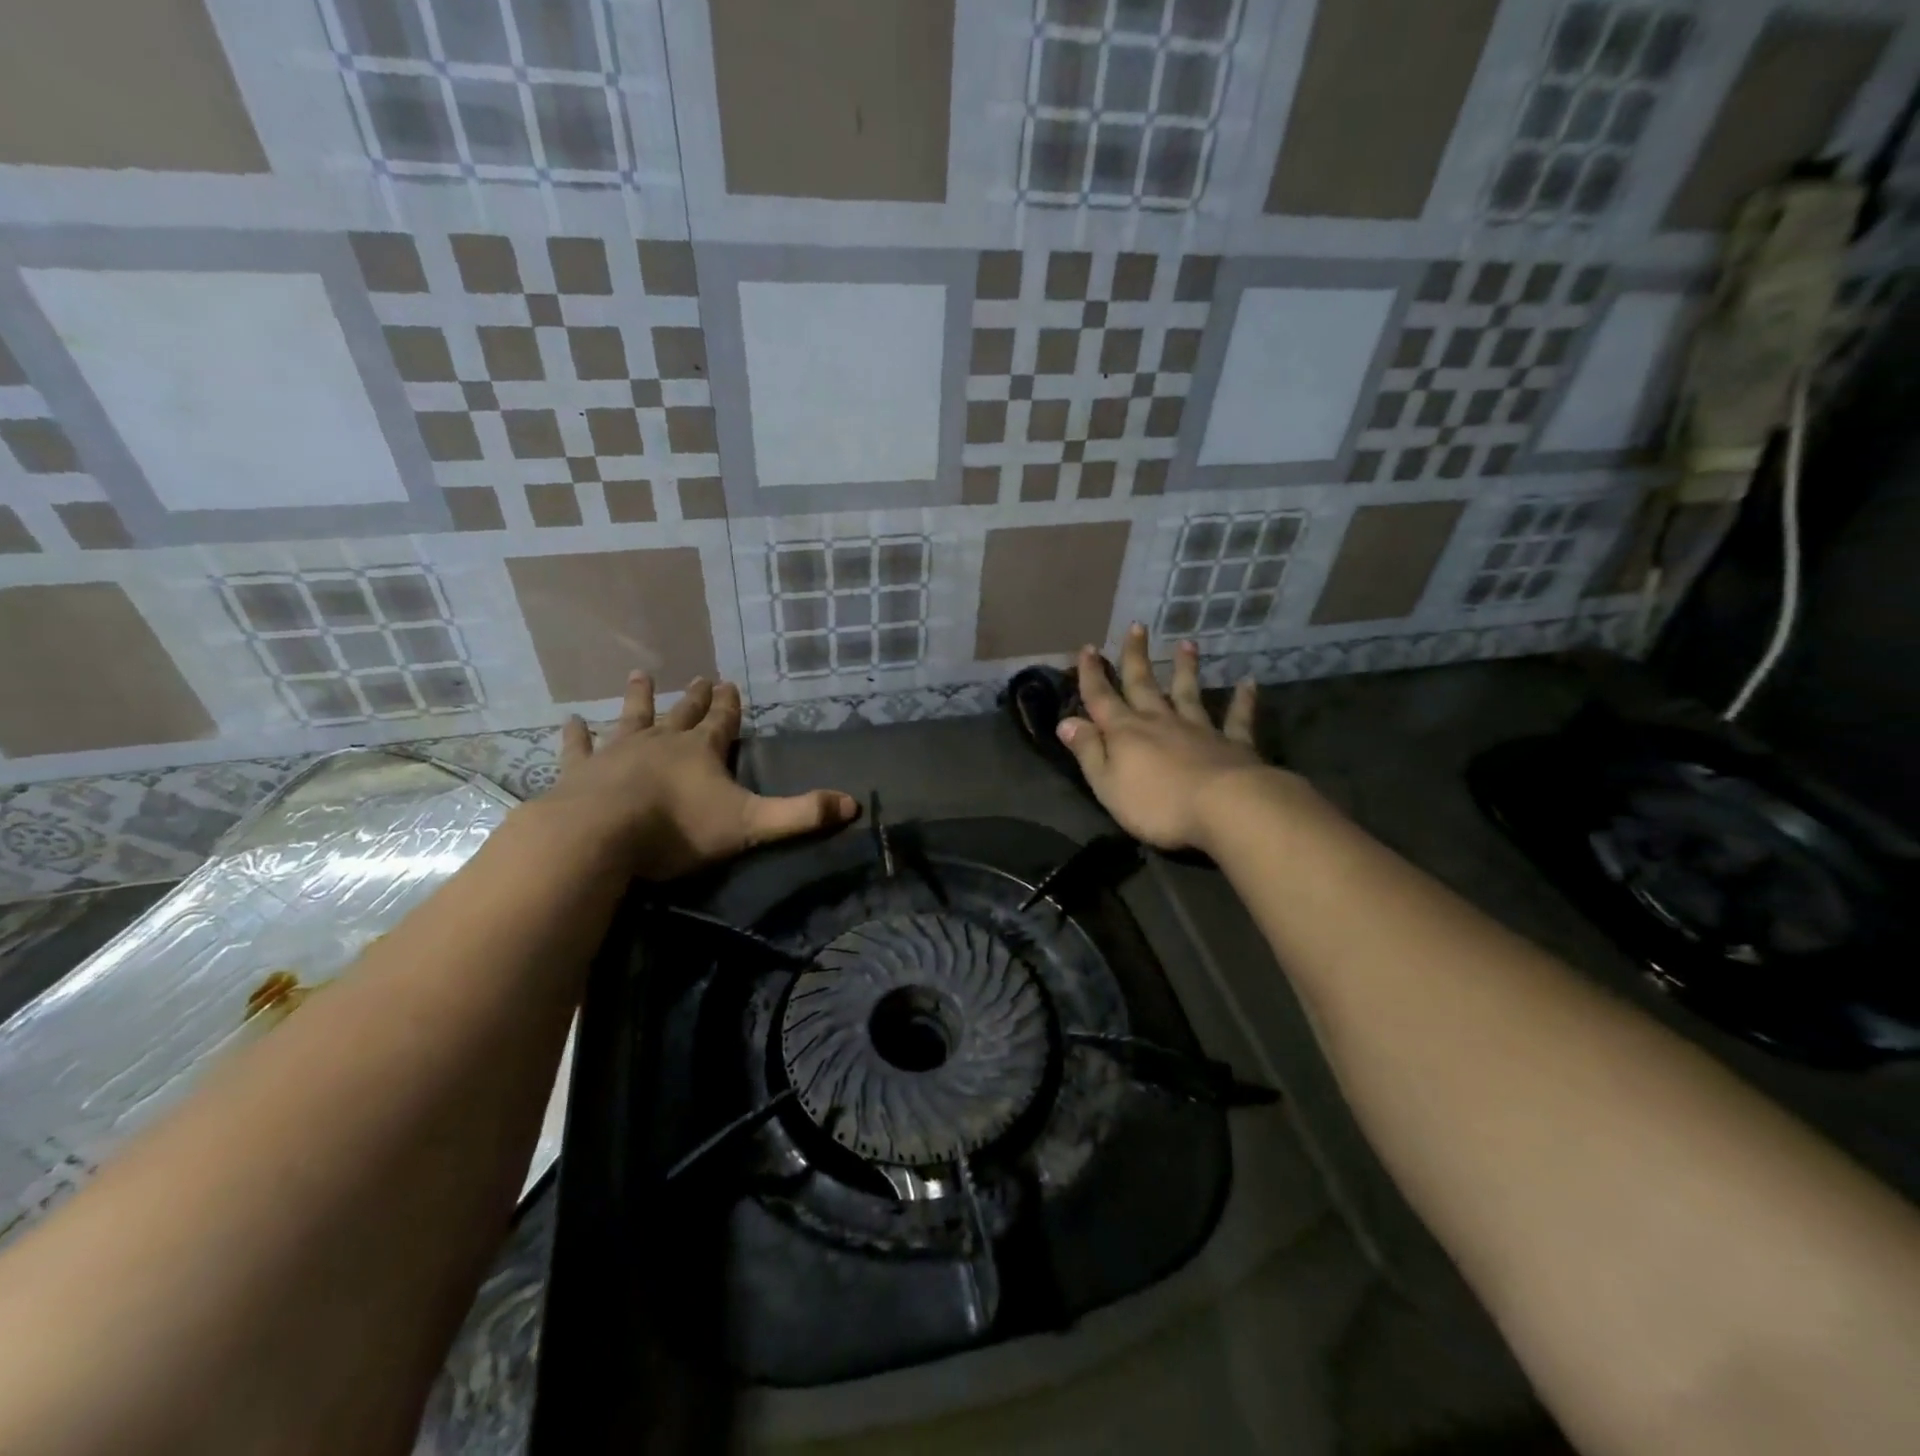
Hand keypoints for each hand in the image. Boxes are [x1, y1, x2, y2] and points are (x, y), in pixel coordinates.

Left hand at [531, 672, 858, 879]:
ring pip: (632, 718)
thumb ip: (801, 815)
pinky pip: (580, 748)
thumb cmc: (679, 829)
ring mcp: (618, 752)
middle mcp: (662, 742)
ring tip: (639, 675)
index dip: (730, 705)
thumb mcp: (751, 824)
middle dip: (696, 698)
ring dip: (639, 698)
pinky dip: (576, 735)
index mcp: (702, 751)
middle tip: (702, 676)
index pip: (723, 722)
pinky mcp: (582, 772)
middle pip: (683, 713)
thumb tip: (853, 804)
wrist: (601, 836)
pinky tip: (570, 720)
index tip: (731, 682)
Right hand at [1056, 624, 1282, 851]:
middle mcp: (1160, 721)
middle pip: (1143, 684)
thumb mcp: (1107, 784)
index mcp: (1126, 732)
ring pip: (1188, 692)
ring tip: (1187, 643)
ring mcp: (1198, 729)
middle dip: (1135, 656)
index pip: (1101, 698)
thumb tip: (1066, 721)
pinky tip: (1249, 683)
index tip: (1087, 648)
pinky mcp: (1233, 744)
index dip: (1092, 675)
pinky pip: (1237, 718)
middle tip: (1136, 626)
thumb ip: (1088, 751)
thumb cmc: (1157, 803)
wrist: (1224, 808)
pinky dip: (1243, 700)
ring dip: (1186, 668)